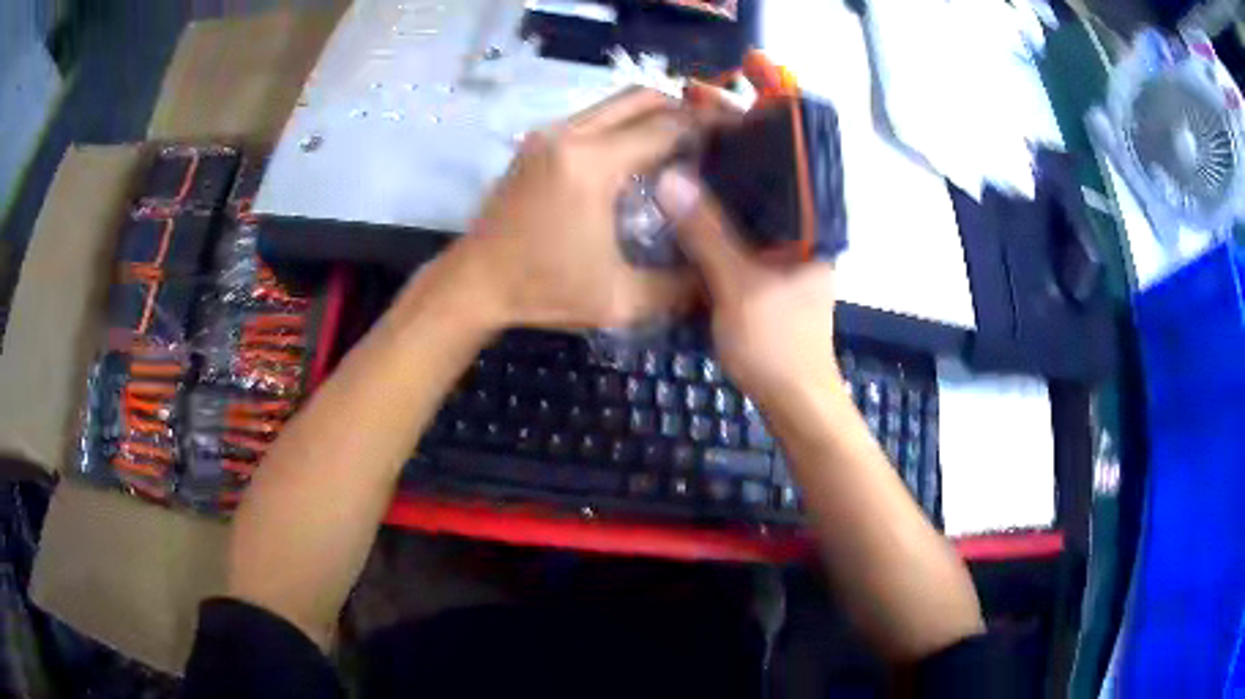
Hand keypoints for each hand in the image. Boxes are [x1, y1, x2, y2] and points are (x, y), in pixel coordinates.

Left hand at [443, 88, 695, 330]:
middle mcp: (570, 135)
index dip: (705, 127)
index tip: (734, 138)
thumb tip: (718, 277)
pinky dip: (623, 125)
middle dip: (682, 109)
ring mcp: (549, 134)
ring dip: (651, 115)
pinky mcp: (537, 142)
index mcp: (592, 165)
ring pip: (614, 103)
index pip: (665, 126)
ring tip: (680, 146)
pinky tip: (637, 157)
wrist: (474, 283)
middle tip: (710, 138)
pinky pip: (593, 117)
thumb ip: (677, 287)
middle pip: (640, 97)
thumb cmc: (543, 289)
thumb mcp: (619, 300)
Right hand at [656, 167, 839, 406]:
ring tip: (676, 187)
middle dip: (720, 184)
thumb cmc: (776, 344)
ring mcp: (788, 266)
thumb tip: (670, 177)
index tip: (699, 138)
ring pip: (747, 227)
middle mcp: (803, 241)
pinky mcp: (771, 286)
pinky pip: (742, 252)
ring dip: (716, 214)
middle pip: (758, 200)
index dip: (739, 155)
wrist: (794, 405)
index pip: (776, 176)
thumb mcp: (738, 285)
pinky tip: (688, 233)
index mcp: (810, 232)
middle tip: (677, 161)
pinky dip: (718, 243)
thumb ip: (706, 232)